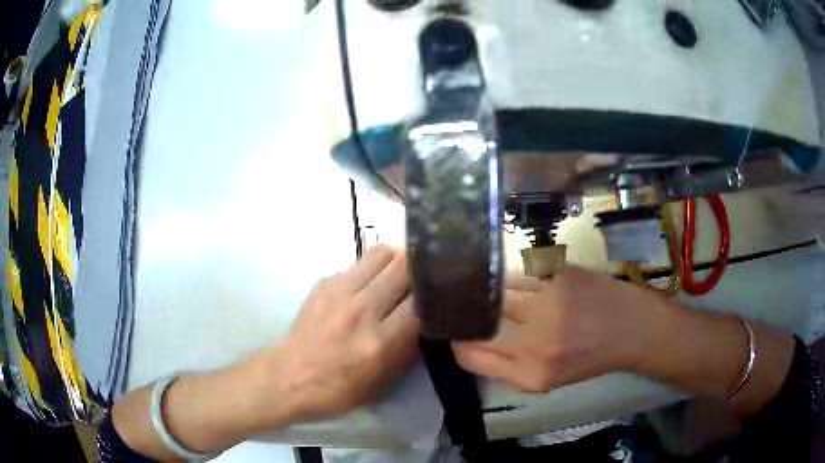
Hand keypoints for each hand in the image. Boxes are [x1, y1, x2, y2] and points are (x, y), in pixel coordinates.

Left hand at [112, 246, 419, 459]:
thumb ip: (409, 348)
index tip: (445, 289)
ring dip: (396, 260)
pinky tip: (368, 287)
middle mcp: (362, 310)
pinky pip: (357, 265)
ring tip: (399, 274)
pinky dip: (371, 271)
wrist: (289, 377)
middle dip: (420, 267)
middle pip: (404, 266)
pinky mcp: (324, 283)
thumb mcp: (384, 382)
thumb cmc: (338, 390)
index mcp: (380, 342)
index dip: (436, 292)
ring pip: (381, 253)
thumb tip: (426, 317)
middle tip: (425, 275)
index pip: (422, 301)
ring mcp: (339, 291)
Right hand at [452, 267, 655, 392]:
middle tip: (469, 308)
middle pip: (478, 321)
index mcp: (528, 374)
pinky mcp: (558, 274)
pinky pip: (518, 273)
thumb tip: (468, 344)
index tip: (459, 333)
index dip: (458, 342)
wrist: (630, 328)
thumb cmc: (587, 359)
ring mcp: (547, 303)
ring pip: (495, 293)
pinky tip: (520, 280)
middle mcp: (534, 340)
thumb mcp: (543, 381)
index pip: (468, 355)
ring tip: (492, 291)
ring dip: (490, 293)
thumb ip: (503, 368)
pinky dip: (512, 277)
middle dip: (469, 315)